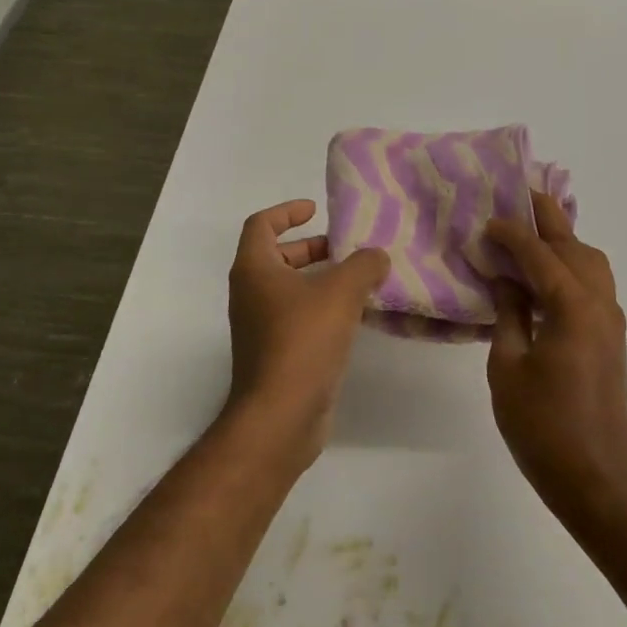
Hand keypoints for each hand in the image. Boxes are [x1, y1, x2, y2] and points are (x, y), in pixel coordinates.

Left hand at [226, 200, 390, 464]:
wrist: (280, 416)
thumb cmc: (303, 341)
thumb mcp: (341, 292)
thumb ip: (363, 265)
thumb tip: (376, 256)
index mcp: (254, 269)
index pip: (261, 224)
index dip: (287, 211)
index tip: (315, 210)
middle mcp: (250, 294)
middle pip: (276, 256)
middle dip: (310, 247)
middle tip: (344, 248)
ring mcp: (259, 327)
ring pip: (288, 289)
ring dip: (319, 279)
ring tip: (358, 280)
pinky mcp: (274, 354)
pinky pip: (296, 317)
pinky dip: (320, 308)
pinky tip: (353, 317)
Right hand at [485, 193, 626, 528]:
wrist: (596, 479)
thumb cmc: (542, 426)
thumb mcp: (508, 367)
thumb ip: (508, 313)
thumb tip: (505, 278)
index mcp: (572, 306)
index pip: (539, 253)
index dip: (511, 232)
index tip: (487, 220)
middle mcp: (599, 303)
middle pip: (574, 245)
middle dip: (547, 218)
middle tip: (519, 196)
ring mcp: (610, 320)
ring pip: (591, 261)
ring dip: (563, 240)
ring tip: (530, 232)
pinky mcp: (611, 337)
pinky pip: (594, 283)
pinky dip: (571, 265)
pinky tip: (545, 274)